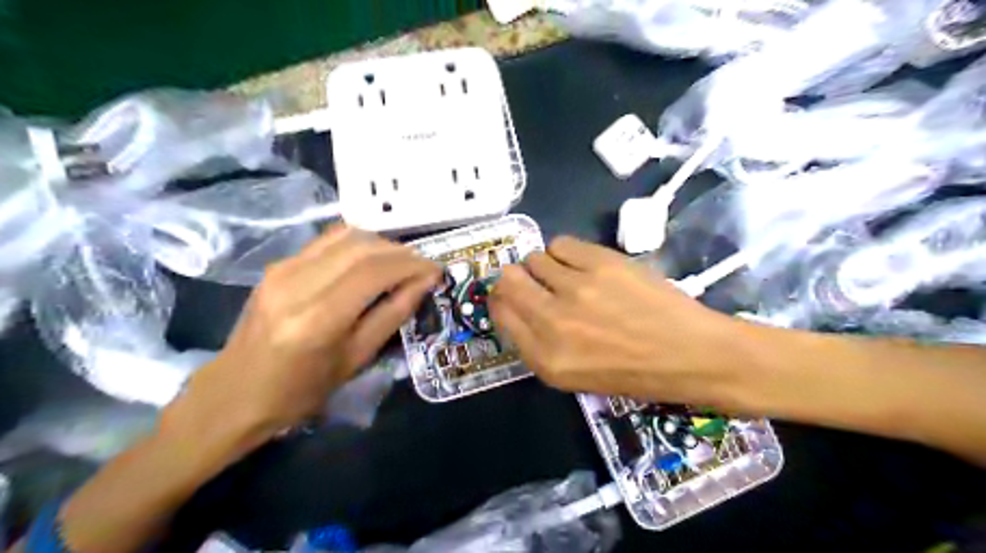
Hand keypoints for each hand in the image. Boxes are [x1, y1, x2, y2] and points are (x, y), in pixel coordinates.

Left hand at [163, 225, 439, 453]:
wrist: (235, 393)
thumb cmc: (301, 391)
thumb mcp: (357, 358)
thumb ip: (393, 314)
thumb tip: (424, 282)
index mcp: (318, 318)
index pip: (375, 271)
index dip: (412, 264)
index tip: (436, 270)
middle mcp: (297, 283)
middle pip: (363, 246)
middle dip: (401, 252)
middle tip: (422, 267)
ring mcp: (283, 268)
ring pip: (346, 236)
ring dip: (382, 244)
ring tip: (400, 263)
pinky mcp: (278, 264)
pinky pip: (328, 241)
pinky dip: (359, 244)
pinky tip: (372, 261)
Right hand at [491, 235, 757, 408]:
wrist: (689, 354)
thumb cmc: (632, 373)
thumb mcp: (573, 376)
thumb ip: (536, 343)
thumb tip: (515, 304)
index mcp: (545, 357)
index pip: (500, 312)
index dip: (501, 298)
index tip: (511, 295)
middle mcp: (553, 321)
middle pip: (508, 280)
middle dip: (515, 278)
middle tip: (533, 281)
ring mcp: (577, 288)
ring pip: (534, 258)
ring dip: (544, 266)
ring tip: (567, 275)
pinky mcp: (601, 263)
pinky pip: (561, 244)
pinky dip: (565, 252)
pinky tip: (584, 265)